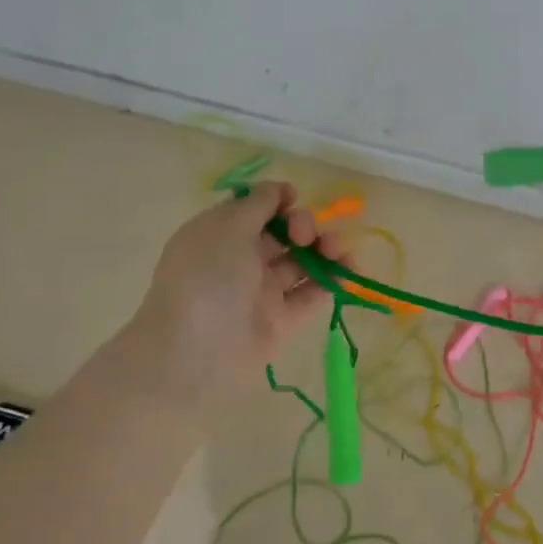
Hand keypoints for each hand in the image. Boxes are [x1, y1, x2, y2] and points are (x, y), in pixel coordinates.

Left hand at [121, 183, 341, 405]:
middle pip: (284, 233)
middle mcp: (242, 259)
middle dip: (304, 224)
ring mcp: (263, 291)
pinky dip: (332, 281)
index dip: (278, 200)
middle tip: (305, 235)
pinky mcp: (283, 320)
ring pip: (302, 262)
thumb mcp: (227, 227)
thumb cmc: (207, 278)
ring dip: (325, 249)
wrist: (193, 353)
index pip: (256, 209)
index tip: (292, 199)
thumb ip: (258, 203)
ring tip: (338, 251)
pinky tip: (349, 271)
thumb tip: (281, 190)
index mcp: (221, 233)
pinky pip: (312, 294)